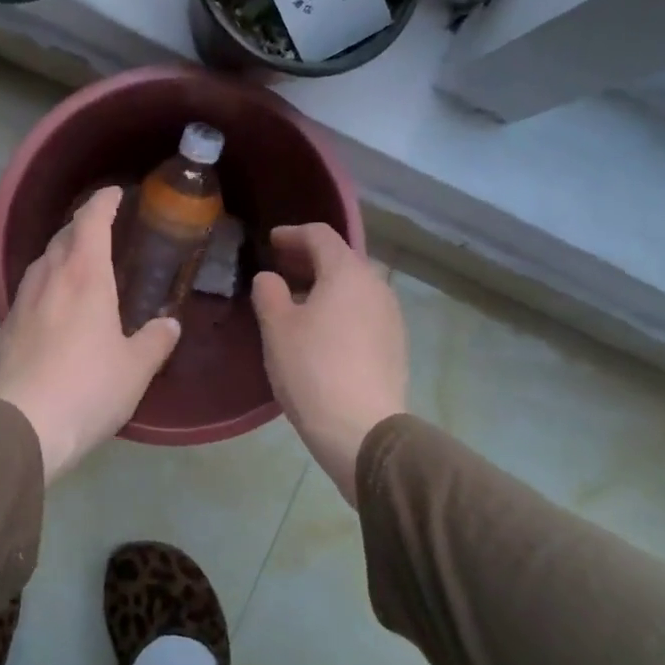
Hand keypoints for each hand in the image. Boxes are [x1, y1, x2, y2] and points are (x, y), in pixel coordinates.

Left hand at [0, 187, 180, 482]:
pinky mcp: (6, 327)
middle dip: (83, 224)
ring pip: (42, 261)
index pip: (91, 220)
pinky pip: (30, 289)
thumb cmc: (88, 388)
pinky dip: (47, 282)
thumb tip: (169, 324)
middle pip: (63, 236)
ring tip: (79, 263)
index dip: (103, 201)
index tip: (116, 193)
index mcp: (84, 276)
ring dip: (61, 252)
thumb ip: (155, 341)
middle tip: (104, 229)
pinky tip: (55, 304)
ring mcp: (22, 301)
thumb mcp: (135, 368)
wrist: (23, 426)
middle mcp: (49, 278)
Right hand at [252, 224, 407, 506]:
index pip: (320, 235)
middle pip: (341, 259)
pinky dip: (340, 308)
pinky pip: (363, 311)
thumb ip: (269, 292)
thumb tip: (271, 278)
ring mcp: (391, 316)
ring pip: (354, 287)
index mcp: (347, 272)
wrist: (363, 430)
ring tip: (297, 303)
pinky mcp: (395, 344)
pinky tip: (322, 332)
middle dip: (308, 260)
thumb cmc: (312, 370)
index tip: (271, 242)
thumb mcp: (277, 328)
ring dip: (325, 286)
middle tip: (280, 270)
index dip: (292, 234)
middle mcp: (376, 285)